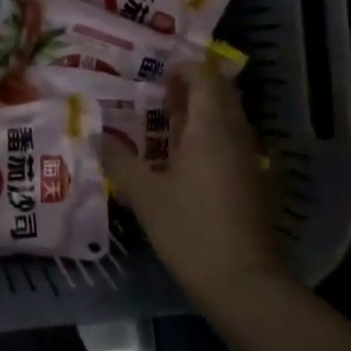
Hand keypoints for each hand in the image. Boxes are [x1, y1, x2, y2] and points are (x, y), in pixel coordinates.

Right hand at [101, 63, 277, 298]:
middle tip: (161, 97)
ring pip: (230, 118)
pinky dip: (213, 138)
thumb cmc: (189, 229)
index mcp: (211, 128)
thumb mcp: (144, 195)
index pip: (205, 76)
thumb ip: (119, 160)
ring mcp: (251, 159)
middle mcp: (236, 135)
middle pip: (222, 92)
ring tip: (169, 127)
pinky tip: (187, 162)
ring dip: (203, 113)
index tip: (157, 78)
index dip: (183, 69)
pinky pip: (234, 142)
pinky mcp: (255, 182)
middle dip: (194, 87)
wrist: (242, 281)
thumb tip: (94, 136)